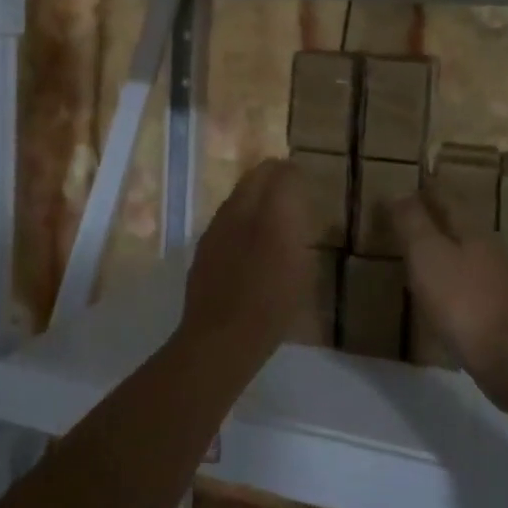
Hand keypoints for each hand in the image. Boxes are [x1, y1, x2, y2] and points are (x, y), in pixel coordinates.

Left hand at [178, 160, 318, 357]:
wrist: (222, 335)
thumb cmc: (274, 305)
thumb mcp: (303, 269)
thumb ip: (298, 232)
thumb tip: (295, 211)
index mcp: (272, 211)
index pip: (283, 172)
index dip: (294, 173)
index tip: (304, 181)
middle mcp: (240, 208)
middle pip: (256, 174)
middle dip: (273, 175)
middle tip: (288, 188)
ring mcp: (217, 225)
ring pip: (238, 194)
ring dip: (254, 195)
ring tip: (268, 214)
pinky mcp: (203, 243)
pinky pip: (225, 216)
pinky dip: (239, 216)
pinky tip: (247, 238)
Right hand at [390, 187, 507, 386]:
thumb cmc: (463, 299)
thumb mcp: (428, 254)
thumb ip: (412, 222)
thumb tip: (399, 191)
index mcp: (471, 231)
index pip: (448, 199)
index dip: (429, 189)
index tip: (413, 181)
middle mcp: (488, 251)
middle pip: (459, 226)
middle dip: (436, 218)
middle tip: (409, 215)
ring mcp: (496, 284)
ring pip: (464, 256)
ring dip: (442, 251)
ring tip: (417, 253)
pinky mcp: (496, 314)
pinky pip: (466, 287)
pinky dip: (448, 282)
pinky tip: (436, 294)